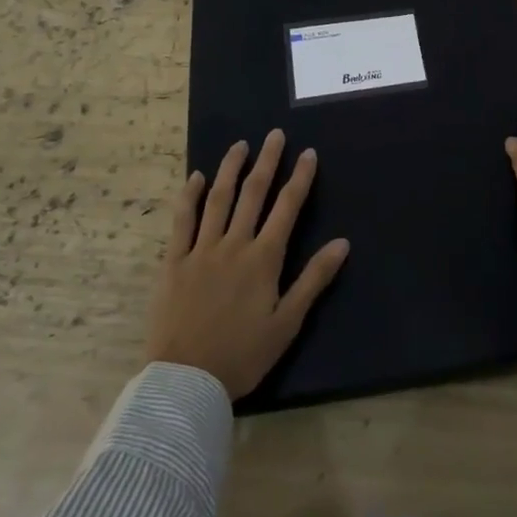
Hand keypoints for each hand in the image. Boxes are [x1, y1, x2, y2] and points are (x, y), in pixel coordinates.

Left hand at [146, 130, 350, 399]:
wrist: (185, 381)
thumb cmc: (242, 355)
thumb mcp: (287, 323)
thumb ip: (314, 279)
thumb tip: (343, 243)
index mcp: (264, 258)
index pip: (287, 208)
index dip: (300, 178)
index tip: (308, 153)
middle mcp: (234, 244)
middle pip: (253, 194)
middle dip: (267, 162)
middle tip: (275, 135)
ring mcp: (201, 250)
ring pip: (218, 199)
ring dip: (231, 169)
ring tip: (240, 145)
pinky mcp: (173, 262)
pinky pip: (182, 221)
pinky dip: (190, 196)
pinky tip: (197, 177)